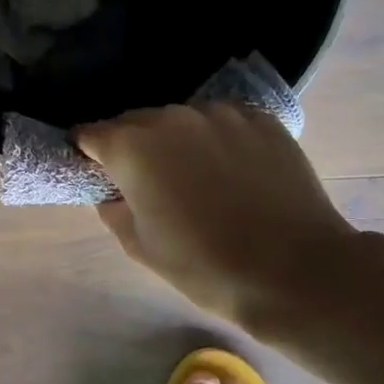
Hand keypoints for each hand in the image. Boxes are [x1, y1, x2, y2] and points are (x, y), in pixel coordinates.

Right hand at [75, 103, 357, 329]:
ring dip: (176, 141)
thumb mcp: (139, 246)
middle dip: (131, 146)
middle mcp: (171, 117)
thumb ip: (113, 208)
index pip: (89, 135)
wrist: (295, 270)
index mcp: (131, 147)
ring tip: (196, 178)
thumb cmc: (204, 266)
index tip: (98, 175)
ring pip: (180, 120)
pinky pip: (222, 122)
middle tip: (147, 183)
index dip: (88, 155)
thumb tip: (113, 190)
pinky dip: (216, 140)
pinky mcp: (260, 118)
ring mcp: (220, 113)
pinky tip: (232, 172)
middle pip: (134, 122)